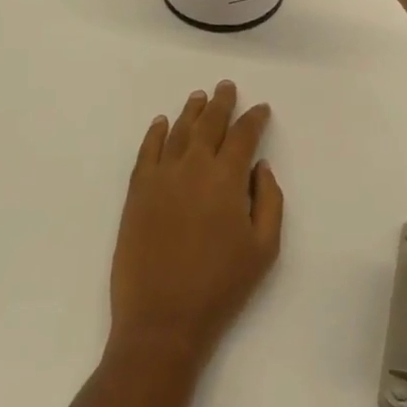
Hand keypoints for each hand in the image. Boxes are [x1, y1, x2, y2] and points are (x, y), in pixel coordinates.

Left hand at [109, 81, 283, 365]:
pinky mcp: (137, 192)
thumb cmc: (221, 287)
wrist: (162, 319)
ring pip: (178, 131)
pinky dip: (155, 132)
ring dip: (191, 111)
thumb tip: (261, 167)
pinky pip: (146, 151)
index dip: (254, 118)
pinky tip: (160, 122)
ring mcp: (161, 177)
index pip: (243, 135)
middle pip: (209, 124)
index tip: (261, 109)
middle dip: (221, 103)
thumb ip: (270, 200)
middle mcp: (193, 166)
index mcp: (227, 178)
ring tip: (199, 97)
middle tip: (226, 86)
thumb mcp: (264, 248)